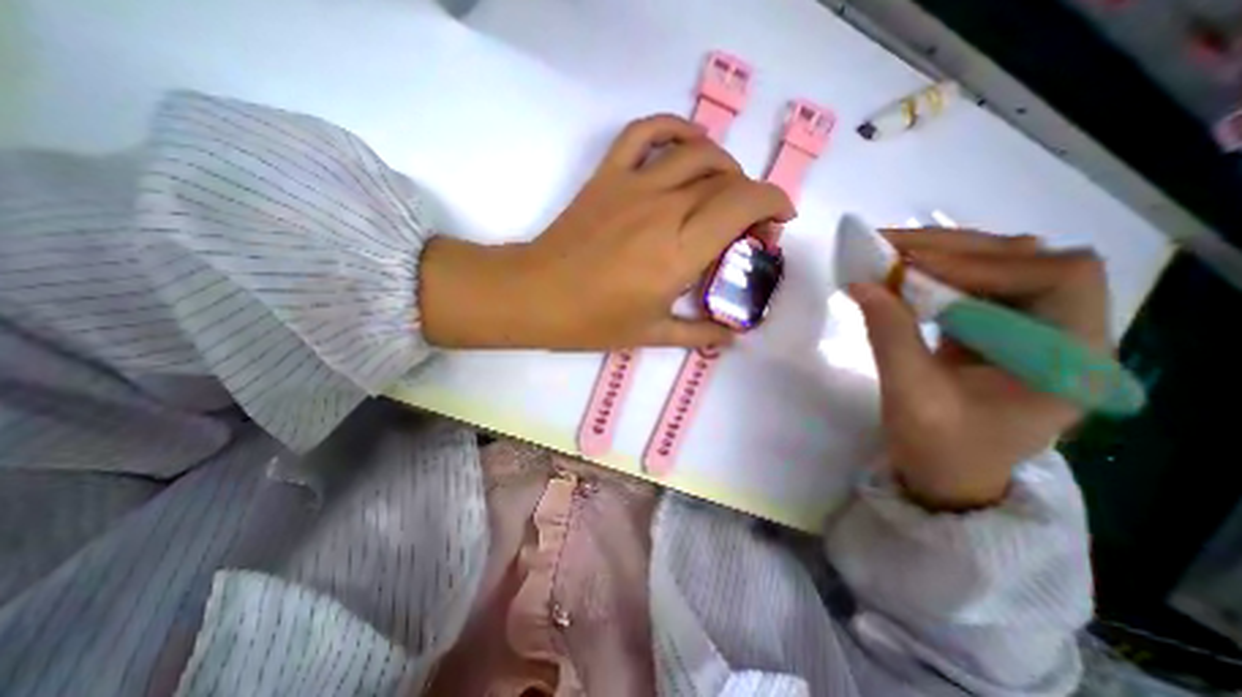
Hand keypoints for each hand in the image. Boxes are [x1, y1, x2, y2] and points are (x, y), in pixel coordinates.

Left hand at [421, 114, 788, 351]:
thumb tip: (733, 338)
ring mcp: (634, 185)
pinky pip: (645, 132)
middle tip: (748, 224)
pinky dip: (674, 127)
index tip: (779, 222)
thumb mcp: (653, 334)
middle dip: (751, 196)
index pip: (744, 204)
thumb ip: (700, 334)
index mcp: (680, 251)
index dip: (773, 203)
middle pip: (726, 180)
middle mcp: (665, 209)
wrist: (537, 295)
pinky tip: (690, 142)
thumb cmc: (594, 321)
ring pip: (697, 153)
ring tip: (726, 189)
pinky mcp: (609, 176)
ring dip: (724, 165)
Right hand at [849, 228, 1110, 510]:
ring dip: (944, 255)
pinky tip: (903, 277)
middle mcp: (1065, 334)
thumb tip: (861, 283)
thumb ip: (889, 336)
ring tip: (891, 255)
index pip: (1058, 279)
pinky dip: (936, 274)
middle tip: (890, 246)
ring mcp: (1031, 329)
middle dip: (956, 249)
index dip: (986, 264)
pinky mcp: (997, 330)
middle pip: (1030, 261)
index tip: (913, 266)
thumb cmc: (938, 449)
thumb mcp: (910, 396)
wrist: (945, 475)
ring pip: (1001, 266)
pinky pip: (975, 285)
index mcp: (1068, 360)